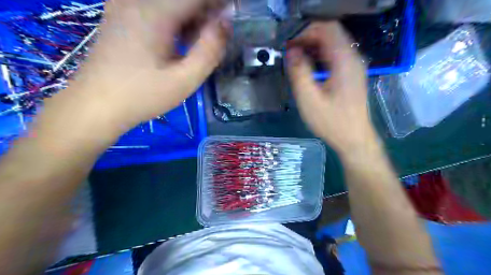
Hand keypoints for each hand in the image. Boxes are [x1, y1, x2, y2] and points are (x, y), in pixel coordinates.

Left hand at [68, 1, 228, 130]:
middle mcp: (137, 0)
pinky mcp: (121, 16)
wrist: (96, 106)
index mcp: (154, 13)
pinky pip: (156, 9)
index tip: (232, 18)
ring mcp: (125, 5)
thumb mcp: (184, 80)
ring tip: (201, 43)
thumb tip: (225, 23)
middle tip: (217, 37)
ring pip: (170, 4)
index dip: (218, 5)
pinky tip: (180, 42)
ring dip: (192, 18)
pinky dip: (176, 21)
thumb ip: (209, 50)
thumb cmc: (143, 96)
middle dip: (206, 13)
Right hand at [286, 22, 376, 154]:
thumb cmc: (331, 122)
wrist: (354, 139)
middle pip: (331, 33)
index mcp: (344, 61)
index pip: (327, 29)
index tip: (289, 45)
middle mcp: (353, 58)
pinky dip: (320, 55)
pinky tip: (309, 66)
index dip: (305, 32)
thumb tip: (291, 52)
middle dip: (308, 37)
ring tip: (296, 58)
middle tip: (290, 51)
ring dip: (313, 46)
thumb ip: (299, 73)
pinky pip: (336, 55)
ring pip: (333, 44)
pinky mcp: (352, 75)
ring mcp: (354, 66)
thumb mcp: (309, 100)